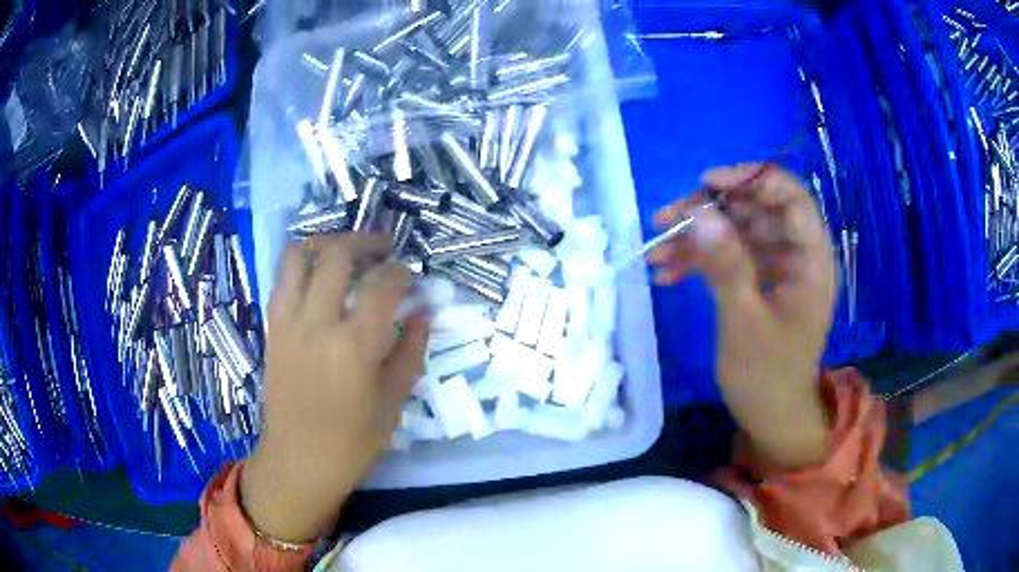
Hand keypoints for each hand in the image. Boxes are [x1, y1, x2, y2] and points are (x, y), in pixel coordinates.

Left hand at [241, 234, 428, 543]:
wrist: (297, 461)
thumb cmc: (351, 443)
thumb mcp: (393, 403)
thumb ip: (410, 352)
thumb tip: (424, 313)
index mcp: (353, 347)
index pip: (381, 286)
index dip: (400, 272)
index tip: (410, 275)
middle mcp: (316, 324)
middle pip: (337, 255)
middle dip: (365, 241)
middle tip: (383, 248)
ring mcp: (287, 323)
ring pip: (299, 256)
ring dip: (325, 242)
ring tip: (345, 249)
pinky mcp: (272, 329)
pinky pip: (282, 280)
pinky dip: (301, 264)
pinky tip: (318, 275)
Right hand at [649, 164, 836, 468]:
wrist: (771, 416)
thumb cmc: (767, 376)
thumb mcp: (745, 323)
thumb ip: (728, 266)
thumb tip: (702, 214)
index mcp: (811, 260)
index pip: (791, 196)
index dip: (752, 179)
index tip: (707, 182)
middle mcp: (797, 254)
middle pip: (756, 209)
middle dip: (710, 211)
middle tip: (667, 220)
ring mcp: (777, 267)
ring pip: (737, 231)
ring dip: (697, 238)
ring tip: (656, 252)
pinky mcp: (759, 280)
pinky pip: (730, 256)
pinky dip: (700, 260)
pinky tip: (667, 273)